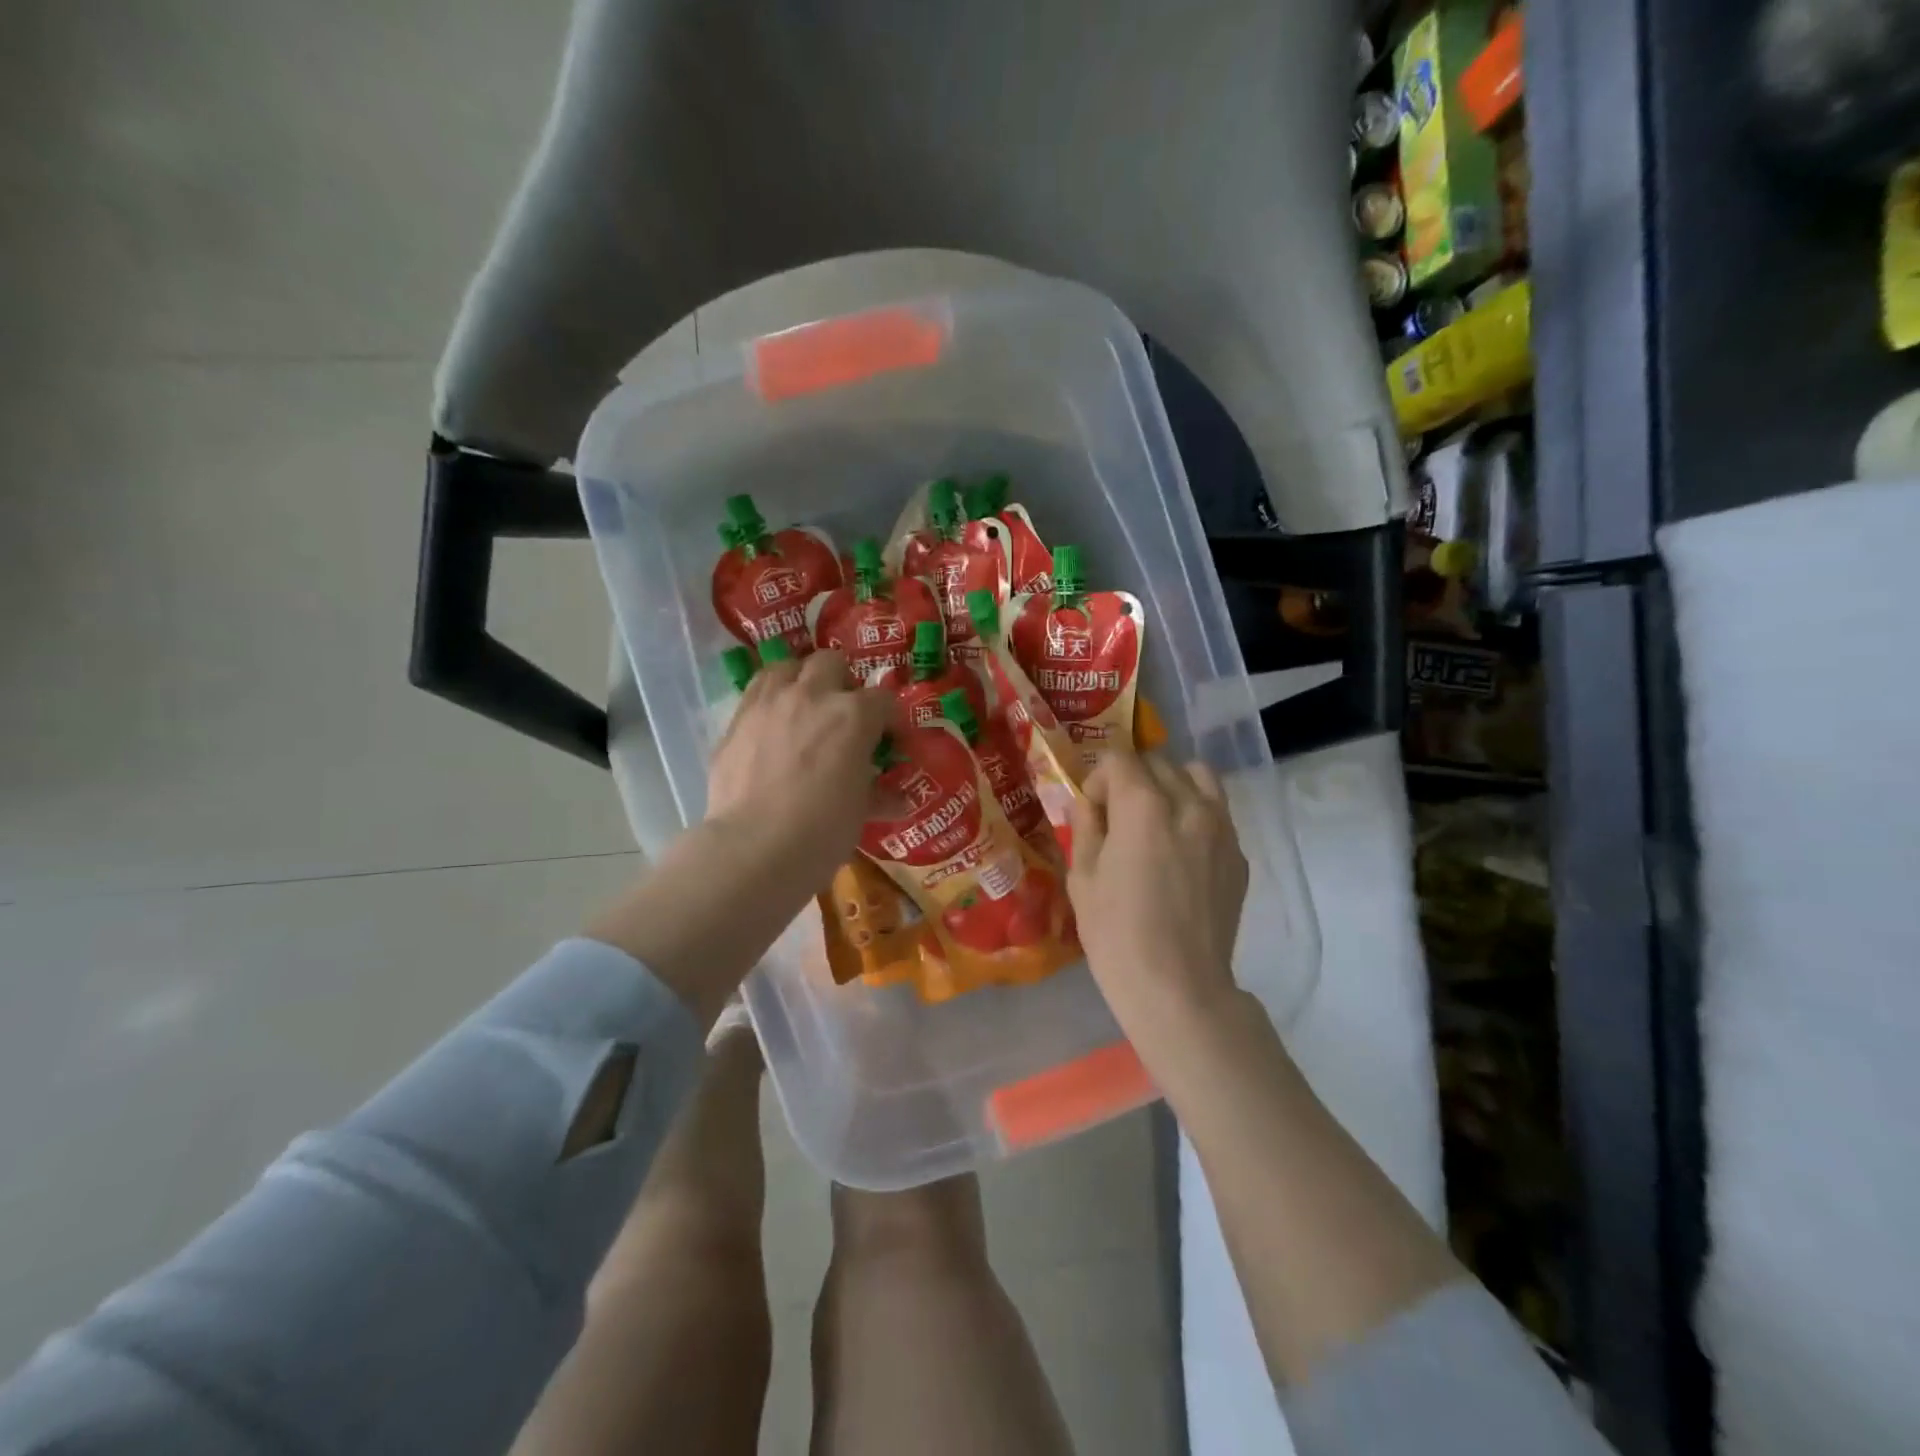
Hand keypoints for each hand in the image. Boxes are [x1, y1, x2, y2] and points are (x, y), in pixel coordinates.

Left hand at [706, 648, 892, 886]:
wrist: (753, 848)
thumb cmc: (822, 831)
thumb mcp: (860, 813)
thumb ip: (879, 794)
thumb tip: (898, 799)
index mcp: (853, 715)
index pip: (883, 700)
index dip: (890, 720)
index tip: (890, 741)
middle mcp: (811, 695)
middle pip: (832, 663)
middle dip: (842, 682)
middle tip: (843, 715)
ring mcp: (768, 703)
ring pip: (786, 667)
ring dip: (799, 680)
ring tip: (802, 707)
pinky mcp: (735, 721)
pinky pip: (755, 694)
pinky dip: (768, 703)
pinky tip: (770, 729)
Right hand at [1067, 752, 1248, 1054]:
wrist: (1179, 988)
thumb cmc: (1117, 935)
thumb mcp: (1082, 878)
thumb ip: (1086, 828)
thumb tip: (1092, 805)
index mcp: (1143, 806)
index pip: (1120, 759)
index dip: (1098, 779)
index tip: (1092, 811)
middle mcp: (1188, 805)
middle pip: (1159, 763)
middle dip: (1132, 780)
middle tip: (1118, 818)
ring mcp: (1221, 829)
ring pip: (1198, 777)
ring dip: (1172, 786)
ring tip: (1157, 820)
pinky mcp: (1239, 855)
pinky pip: (1218, 813)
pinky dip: (1196, 814)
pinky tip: (1181, 852)